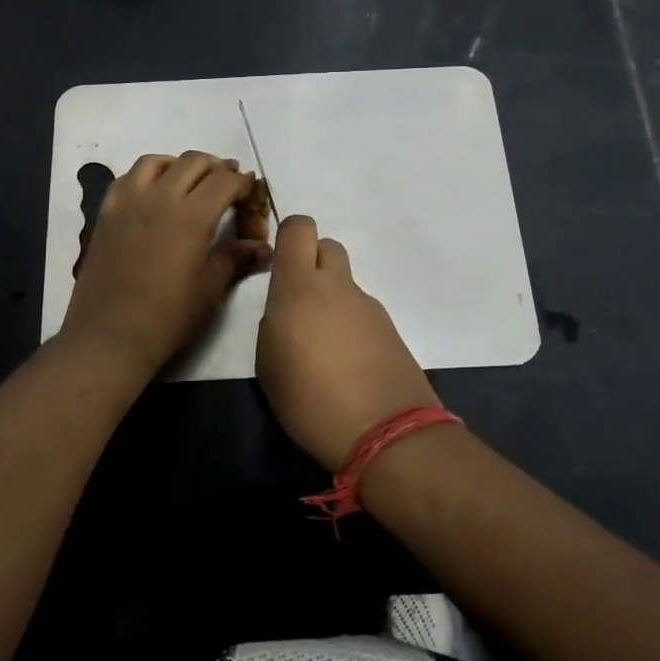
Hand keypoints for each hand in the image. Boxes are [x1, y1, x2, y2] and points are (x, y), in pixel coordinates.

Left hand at [60, 152, 272, 379]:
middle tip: (228, 183)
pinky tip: (154, 193)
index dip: (243, 183)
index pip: (225, 181)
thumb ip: (235, 259)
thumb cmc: (167, 318)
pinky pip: (128, 178)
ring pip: (157, 161)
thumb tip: (263, 247)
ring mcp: (128, 202)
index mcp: (191, 216)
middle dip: (217, 167)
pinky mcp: (106, 213)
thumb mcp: (210, 290)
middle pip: (193, 161)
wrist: (109, 336)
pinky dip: (148, 175)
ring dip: (180, 164)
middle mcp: (159, 197)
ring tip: (190, 181)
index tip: (252, 191)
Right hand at [256, 216, 441, 471]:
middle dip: (313, 264)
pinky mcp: (390, 328)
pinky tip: (349, 365)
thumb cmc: (310, 402)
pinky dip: (352, 325)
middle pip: (327, 246)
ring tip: (325, 348)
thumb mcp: (269, 366)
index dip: (289, 236)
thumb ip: (274, 325)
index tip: (280, 265)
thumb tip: (287, 315)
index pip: (299, 227)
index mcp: (299, 288)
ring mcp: (368, 305)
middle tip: (302, 304)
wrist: (385, 432)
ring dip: (333, 300)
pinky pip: (362, 311)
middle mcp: (336, 287)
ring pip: (345, 282)